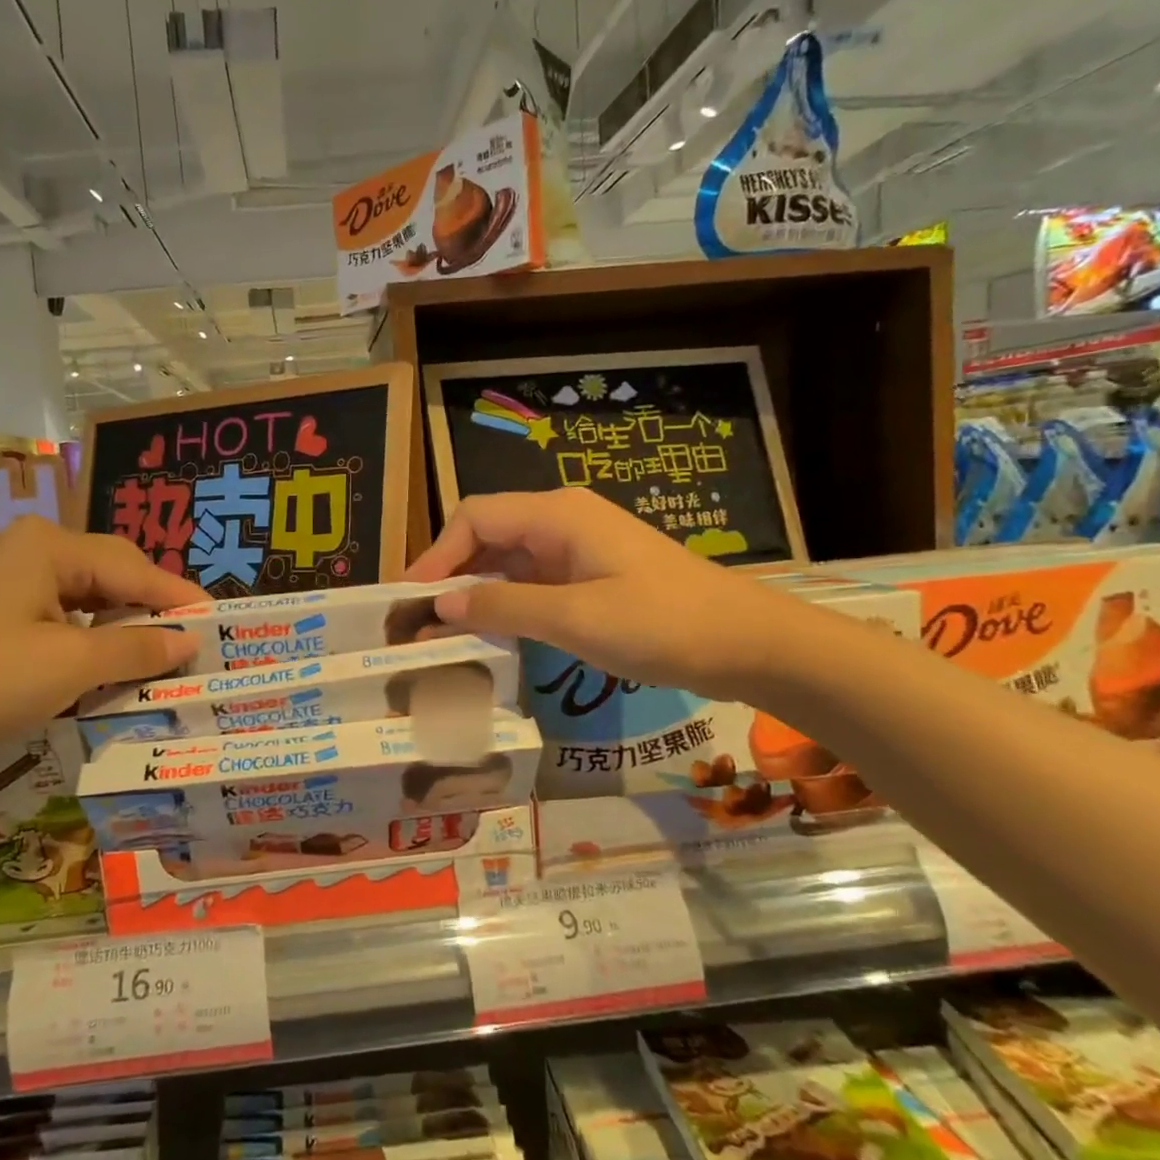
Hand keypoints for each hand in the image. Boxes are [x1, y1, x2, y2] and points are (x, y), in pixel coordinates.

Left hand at [0, 519, 205, 776]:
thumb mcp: (69, 666)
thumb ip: (136, 648)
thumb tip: (190, 640)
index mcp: (52, 546)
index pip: (136, 568)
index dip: (179, 597)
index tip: (220, 625)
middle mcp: (33, 549)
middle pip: (114, 574)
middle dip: (152, 609)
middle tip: (191, 644)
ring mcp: (10, 579)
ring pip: (89, 596)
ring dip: (123, 626)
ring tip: (158, 657)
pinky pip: (62, 615)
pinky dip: (91, 638)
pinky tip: (107, 663)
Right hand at [404, 489, 809, 698]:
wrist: (749, 644)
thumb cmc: (662, 624)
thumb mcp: (575, 618)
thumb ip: (503, 607)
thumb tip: (441, 606)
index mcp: (557, 515)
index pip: (474, 518)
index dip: (435, 555)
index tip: (409, 600)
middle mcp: (562, 522)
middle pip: (486, 536)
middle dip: (449, 575)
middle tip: (418, 621)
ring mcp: (579, 550)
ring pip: (508, 561)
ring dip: (475, 593)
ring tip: (443, 633)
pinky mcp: (591, 577)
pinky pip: (532, 582)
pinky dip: (505, 603)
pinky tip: (490, 634)